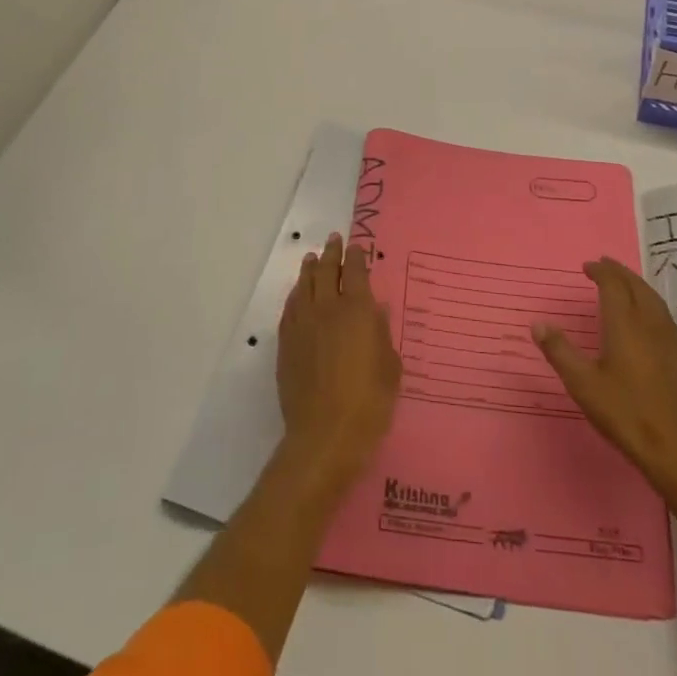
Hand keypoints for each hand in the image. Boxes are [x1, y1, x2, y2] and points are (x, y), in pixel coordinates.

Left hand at [276, 233, 401, 487]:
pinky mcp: (286, 343)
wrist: (325, 435)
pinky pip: (290, 307)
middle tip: (334, 240)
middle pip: (327, 271)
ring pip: (304, 285)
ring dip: (310, 269)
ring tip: (313, 259)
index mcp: (358, 310)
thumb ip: (382, 334)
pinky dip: (296, 294)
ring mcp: (303, 324)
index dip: (356, 256)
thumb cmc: (369, 403)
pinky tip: (298, 294)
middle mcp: (328, 309)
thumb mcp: (390, 368)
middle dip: (332, 253)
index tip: (357, 246)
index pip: (356, 272)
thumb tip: (375, 310)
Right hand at [533, 258, 676, 503]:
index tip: (587, 267)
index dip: (601, 272)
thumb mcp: (582, 383)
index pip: (614, 285)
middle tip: (602, 266)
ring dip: (635, 284)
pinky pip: (662, 312)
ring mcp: (668, 339)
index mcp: (625, 324)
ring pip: (652, 298)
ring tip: (621, 282)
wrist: (673, 448)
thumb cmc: (624, 413)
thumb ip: (559, 351)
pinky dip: (648, 300)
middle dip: (619, 272)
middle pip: (636, 286)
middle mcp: (649, 323)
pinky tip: (644, 313)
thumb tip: (538, 323)